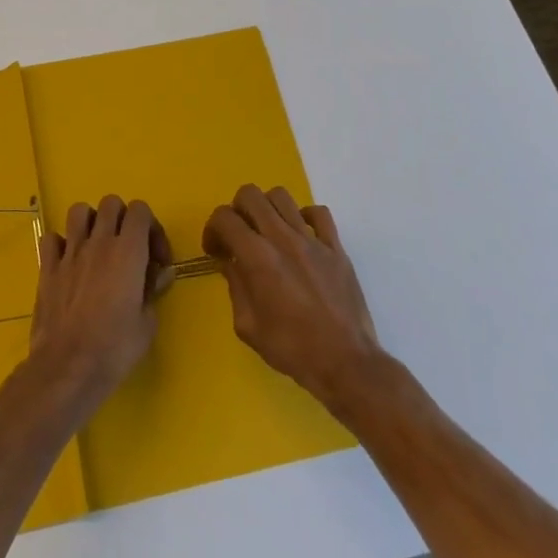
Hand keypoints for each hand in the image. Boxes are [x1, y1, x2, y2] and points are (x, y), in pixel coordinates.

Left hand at [28, 195, 173, 408]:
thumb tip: (160, 273)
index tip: (155, 258)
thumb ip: (153, 289)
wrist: (68, 367)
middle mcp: (99, 242)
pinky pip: (51, 239)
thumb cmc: (115, 348)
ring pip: (79, 211)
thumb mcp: (147, 322)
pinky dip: (60, 244)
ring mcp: (70, 252)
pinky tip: (68, 263)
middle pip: (111, 203)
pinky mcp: (47, 268)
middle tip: (128, 248)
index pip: (140, 210)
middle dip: (123, 219)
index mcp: (128, 251)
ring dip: (91, 222)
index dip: (151, 227)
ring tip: (97, 247)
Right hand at [203, 184, 382, 411]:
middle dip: (236, 210)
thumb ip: (235, 287)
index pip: (224, 218)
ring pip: (282, 196)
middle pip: (250, 195)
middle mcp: (283, 238)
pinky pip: (319, 213)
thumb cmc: (291, 349)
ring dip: (267, 208)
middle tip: (239, 237)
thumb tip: (230, 264)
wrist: (344, 362)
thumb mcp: (248, 326)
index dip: (212, 229)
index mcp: (257, 257)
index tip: (216, 251)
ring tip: (267, 233)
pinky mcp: (336, 247)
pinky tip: (300, 236)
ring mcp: (312, 239)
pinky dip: (304, 217)